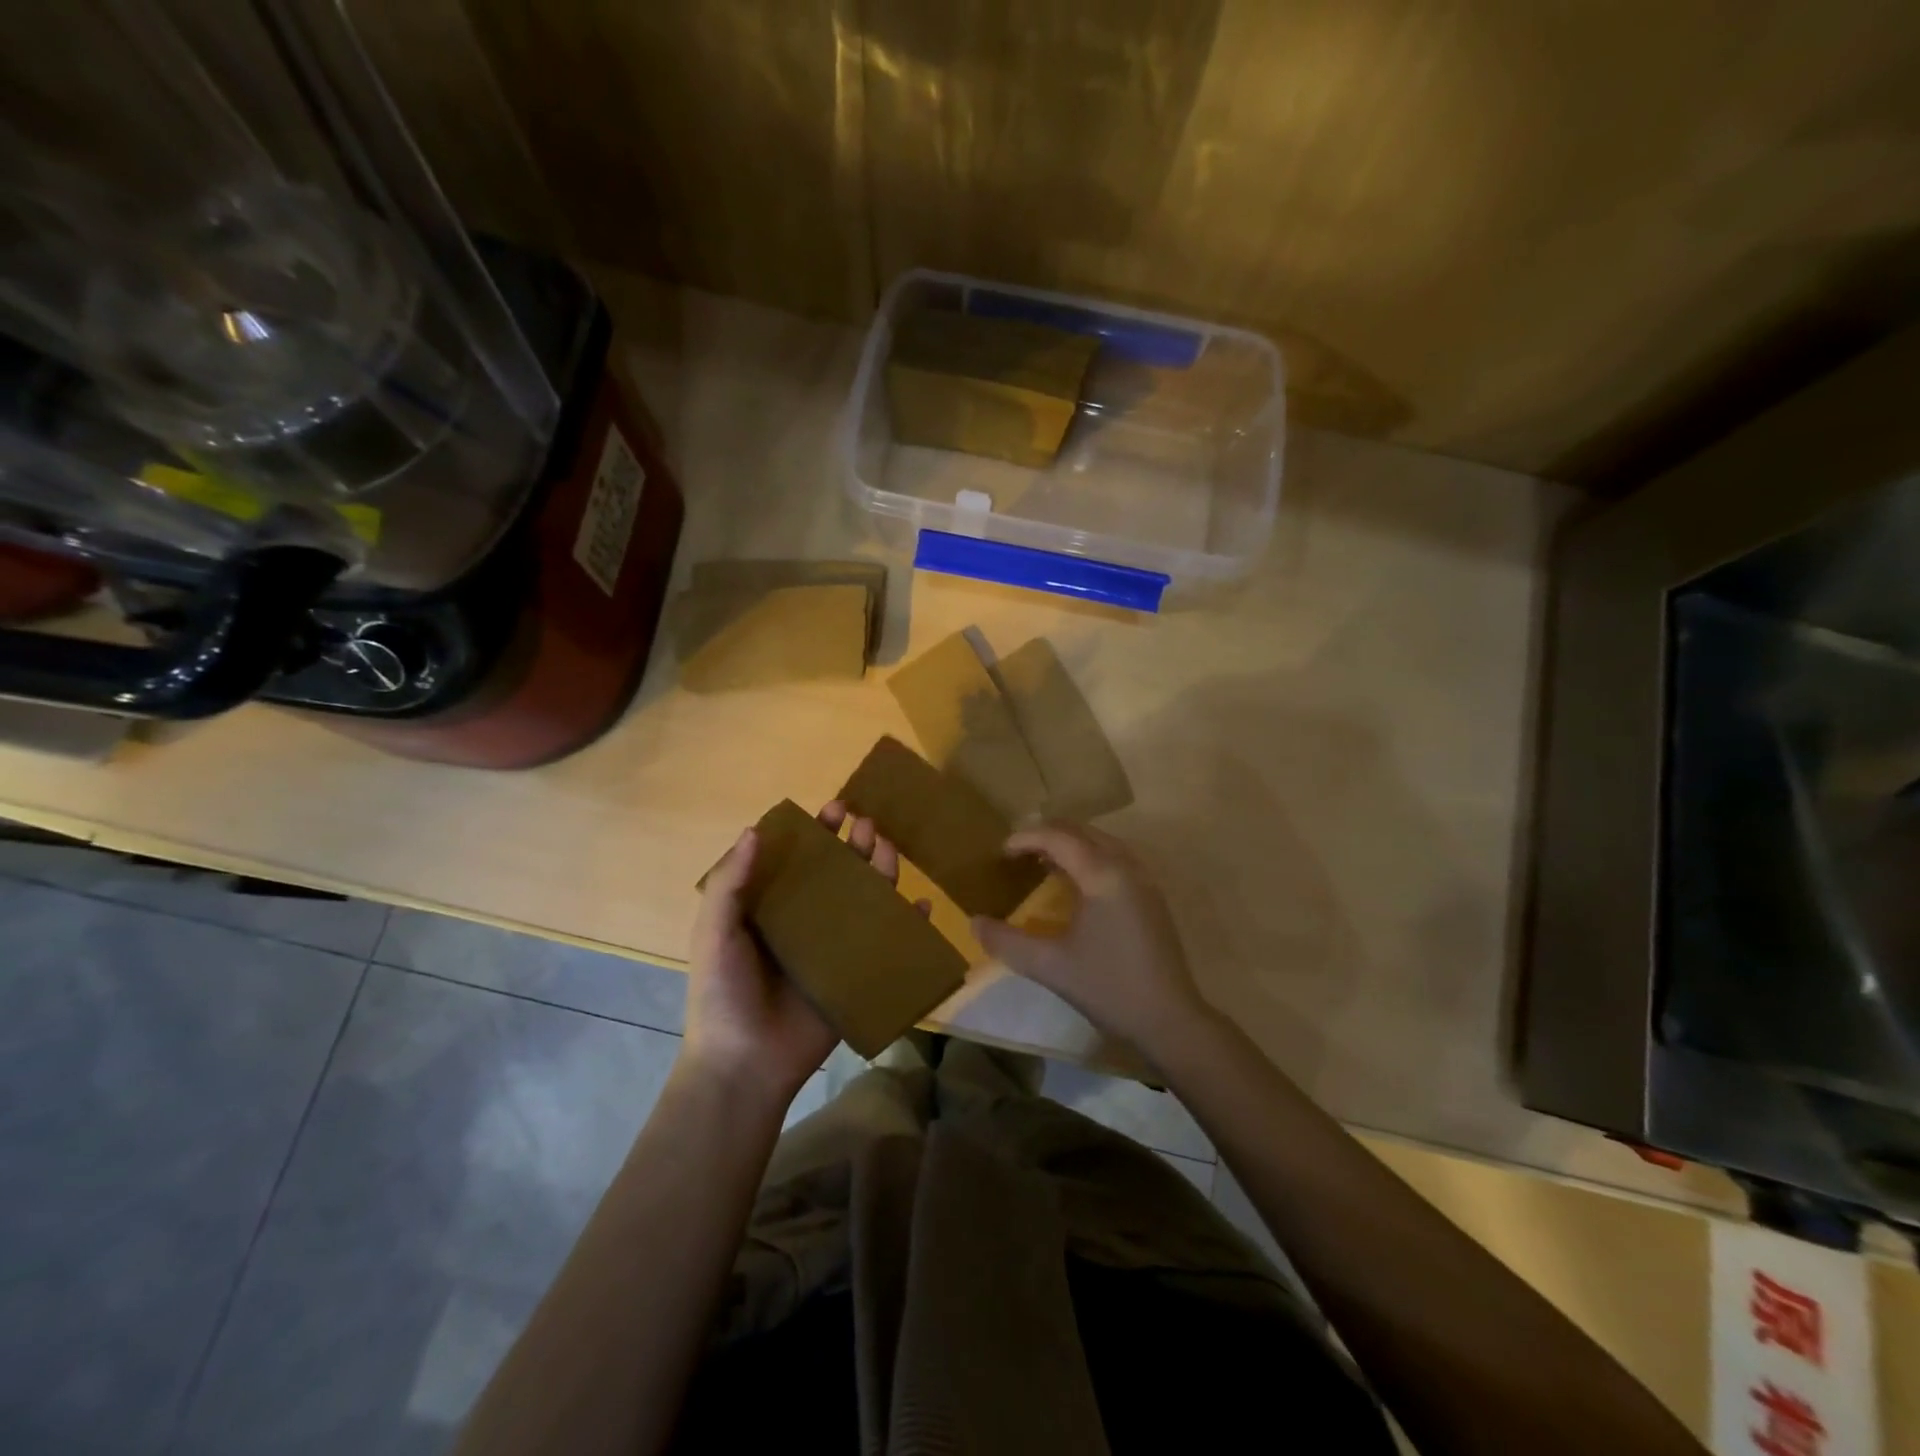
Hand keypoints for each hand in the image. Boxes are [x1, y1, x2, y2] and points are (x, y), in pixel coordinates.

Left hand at [683, 802, 904, 1107]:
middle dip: (855, 845)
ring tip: (889, 848)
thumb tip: (755, 829)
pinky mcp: (857, 975)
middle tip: (867, 823)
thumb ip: (730, 883)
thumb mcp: (714, 932)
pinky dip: (909, 924)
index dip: (817, 833)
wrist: (745, 1063)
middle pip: (838, 874)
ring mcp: (835, 948)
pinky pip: (888, 943)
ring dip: (881, 872)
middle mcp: (806, 921)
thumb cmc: (724, 992)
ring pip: (866, 901)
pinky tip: (922, 905)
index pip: (799, 860)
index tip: (834, 809)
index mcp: (772, 908)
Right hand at [971, 822, 1212, 1060]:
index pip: (1059, 837)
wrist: (1169, 1018)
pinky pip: (1116, 858)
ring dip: (1071, 844)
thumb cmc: (1108, 987)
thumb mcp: (1050, 966)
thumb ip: (1007, 942)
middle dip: (1048, 834)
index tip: (1001, 851)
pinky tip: (1076, 884)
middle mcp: (1126, 866)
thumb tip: (973, 923)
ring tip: (1042, 862)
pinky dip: (1090, 857)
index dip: (1027, 838)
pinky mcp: (1152, 897)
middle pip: (1083, 831)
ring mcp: (1144, 880)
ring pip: (1102, 842)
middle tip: (1018, 851)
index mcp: (1102, 875)